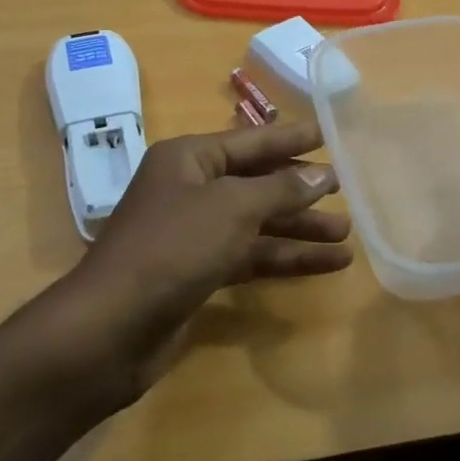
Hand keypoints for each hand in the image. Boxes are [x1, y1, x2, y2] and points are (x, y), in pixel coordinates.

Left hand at [67, 119, 352, 393]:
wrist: (112, 328)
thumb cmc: (173, 247)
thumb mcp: (232, 208)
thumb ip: (281, 189)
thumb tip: (323, 174)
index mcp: (188, 159)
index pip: (251, 141)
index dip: (291, 138)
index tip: (328, 133)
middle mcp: (190, 190)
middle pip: (256, 182)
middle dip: (300, 189)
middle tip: (346, 189)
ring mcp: (193, 234)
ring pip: (256, 223)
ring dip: (299, 228)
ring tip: (347, 234)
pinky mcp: (199, 273)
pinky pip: (250, 256)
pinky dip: (284, 259)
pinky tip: (325, 265)